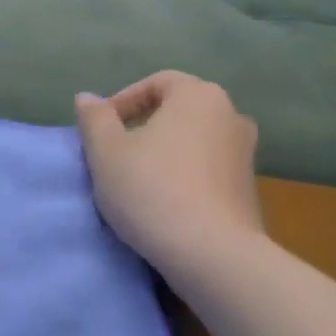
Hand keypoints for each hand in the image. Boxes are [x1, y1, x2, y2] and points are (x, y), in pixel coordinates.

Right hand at [74, 71, 264, 276]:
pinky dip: (182, 175)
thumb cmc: (150, 189)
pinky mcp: (248, 189)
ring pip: (192, 141)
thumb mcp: (105, 151)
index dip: (123, 101)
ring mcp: (245, 154)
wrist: (210, 253)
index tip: (100, 130)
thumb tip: (88, 99)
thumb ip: (94, 119)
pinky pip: (206, 168)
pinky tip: (161, 201)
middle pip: (177, 110)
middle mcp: (231, 116)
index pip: (157, 82)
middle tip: (113, 153)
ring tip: (134, 179)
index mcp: (199, 96)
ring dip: (162, 152)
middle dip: (142, 126)